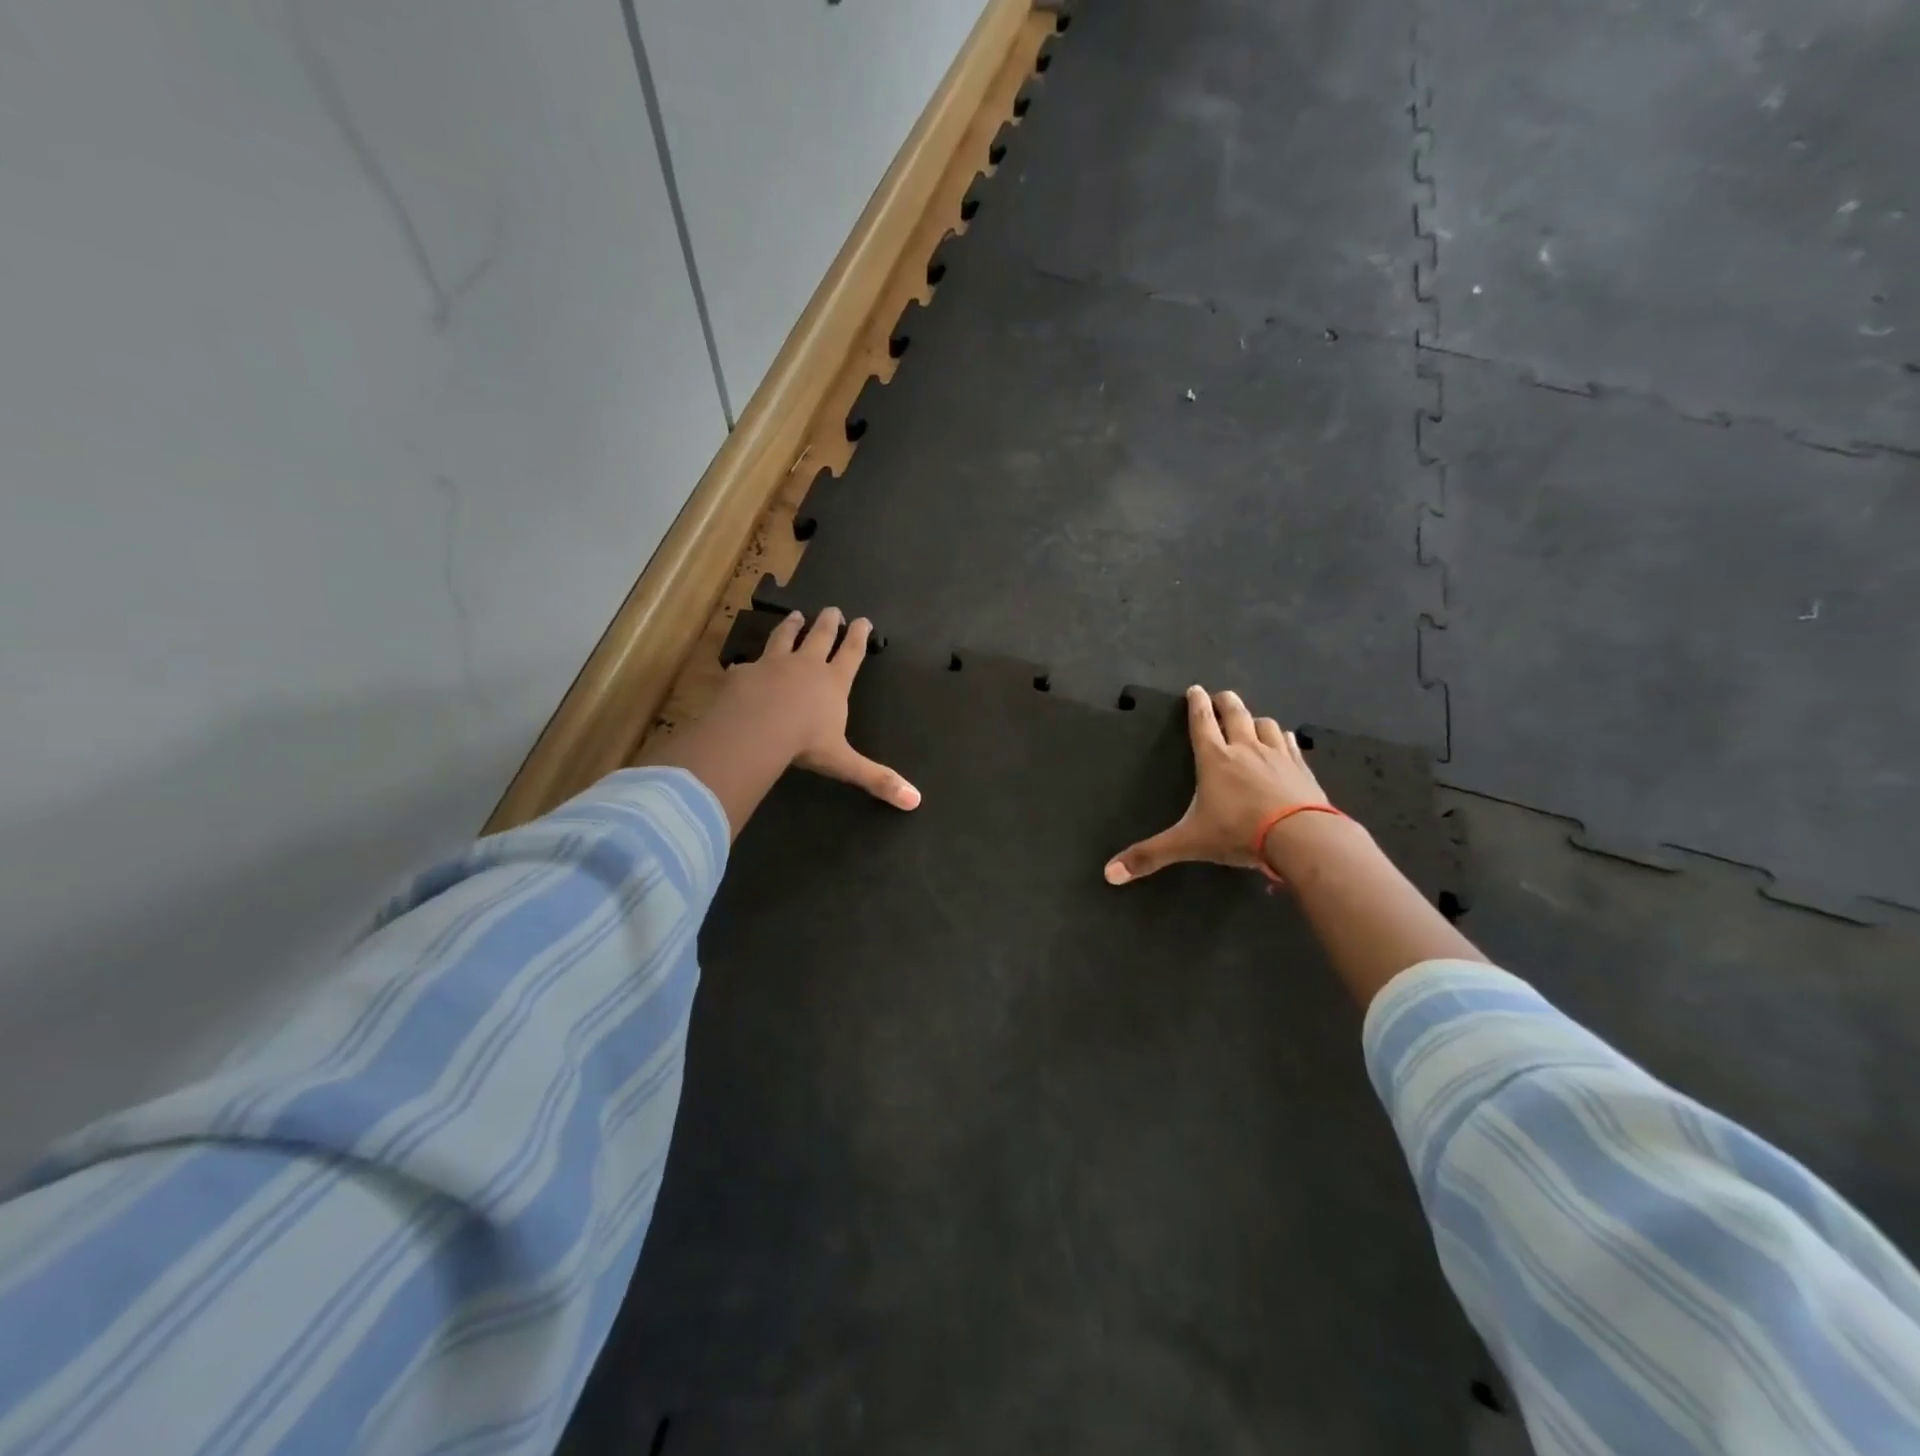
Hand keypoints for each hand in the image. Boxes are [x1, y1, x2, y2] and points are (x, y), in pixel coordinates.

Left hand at [720, 608, 919, 809]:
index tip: (863, 620)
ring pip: (785, 638)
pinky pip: (748, 664)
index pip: (851, 653)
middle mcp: (805, 666)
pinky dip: (750, 662)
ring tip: (795, 615)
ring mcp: (772, 665)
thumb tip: (914, 801)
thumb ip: (876, 778)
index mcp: (833, 683)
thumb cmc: (805, 743)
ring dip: (792, 626)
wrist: (755, 729)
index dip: (859, 636)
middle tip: (832, 609)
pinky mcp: (744, 673)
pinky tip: (745, 662)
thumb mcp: (844, 762)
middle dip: (828, 622)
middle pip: (820, 636)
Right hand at [1104, 686, 1328, 882]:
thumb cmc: (1238, 833)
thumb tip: (1109, 873)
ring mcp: (1277, 756)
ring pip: (1265, 724)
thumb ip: (1151, 856)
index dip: (1196, 704)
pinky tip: (1284, 741)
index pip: (1202, 723)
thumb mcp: (1189, 844)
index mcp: (1215, 760)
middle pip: (1235, 713)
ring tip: (1251, 721)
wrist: (1301, 836)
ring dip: (1256, 719)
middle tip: (1221, 695)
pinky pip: (1290, 744)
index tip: (1195, 689)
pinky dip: (1283, 738)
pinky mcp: (1301, 768)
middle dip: (1225, 702)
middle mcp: (1245, 749)